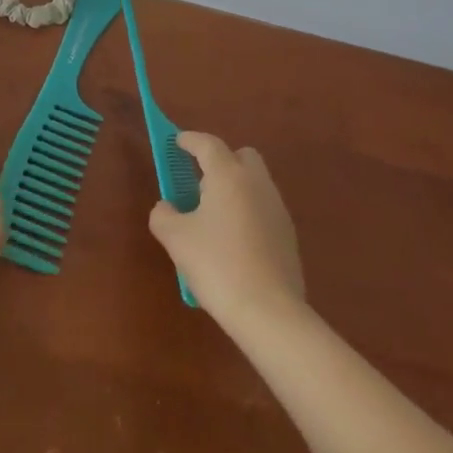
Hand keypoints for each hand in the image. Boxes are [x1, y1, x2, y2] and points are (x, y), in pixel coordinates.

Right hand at [148, 131, 304, 329]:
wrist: (270, 312)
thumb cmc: (217, 265)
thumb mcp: (176, 239)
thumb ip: (164, 215)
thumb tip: (167, 207)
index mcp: (228, 175)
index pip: (207, 144)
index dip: (190, 140)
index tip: (177, 142)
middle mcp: (256, 183)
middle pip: (240, 156)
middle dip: (220, 161)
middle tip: (199, 183)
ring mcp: (277, 208)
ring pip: (254, 182)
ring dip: (235, 188)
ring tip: (214, 217)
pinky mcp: (288, 234)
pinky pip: (263, 208)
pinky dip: (248, 212)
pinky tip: (235, 242)